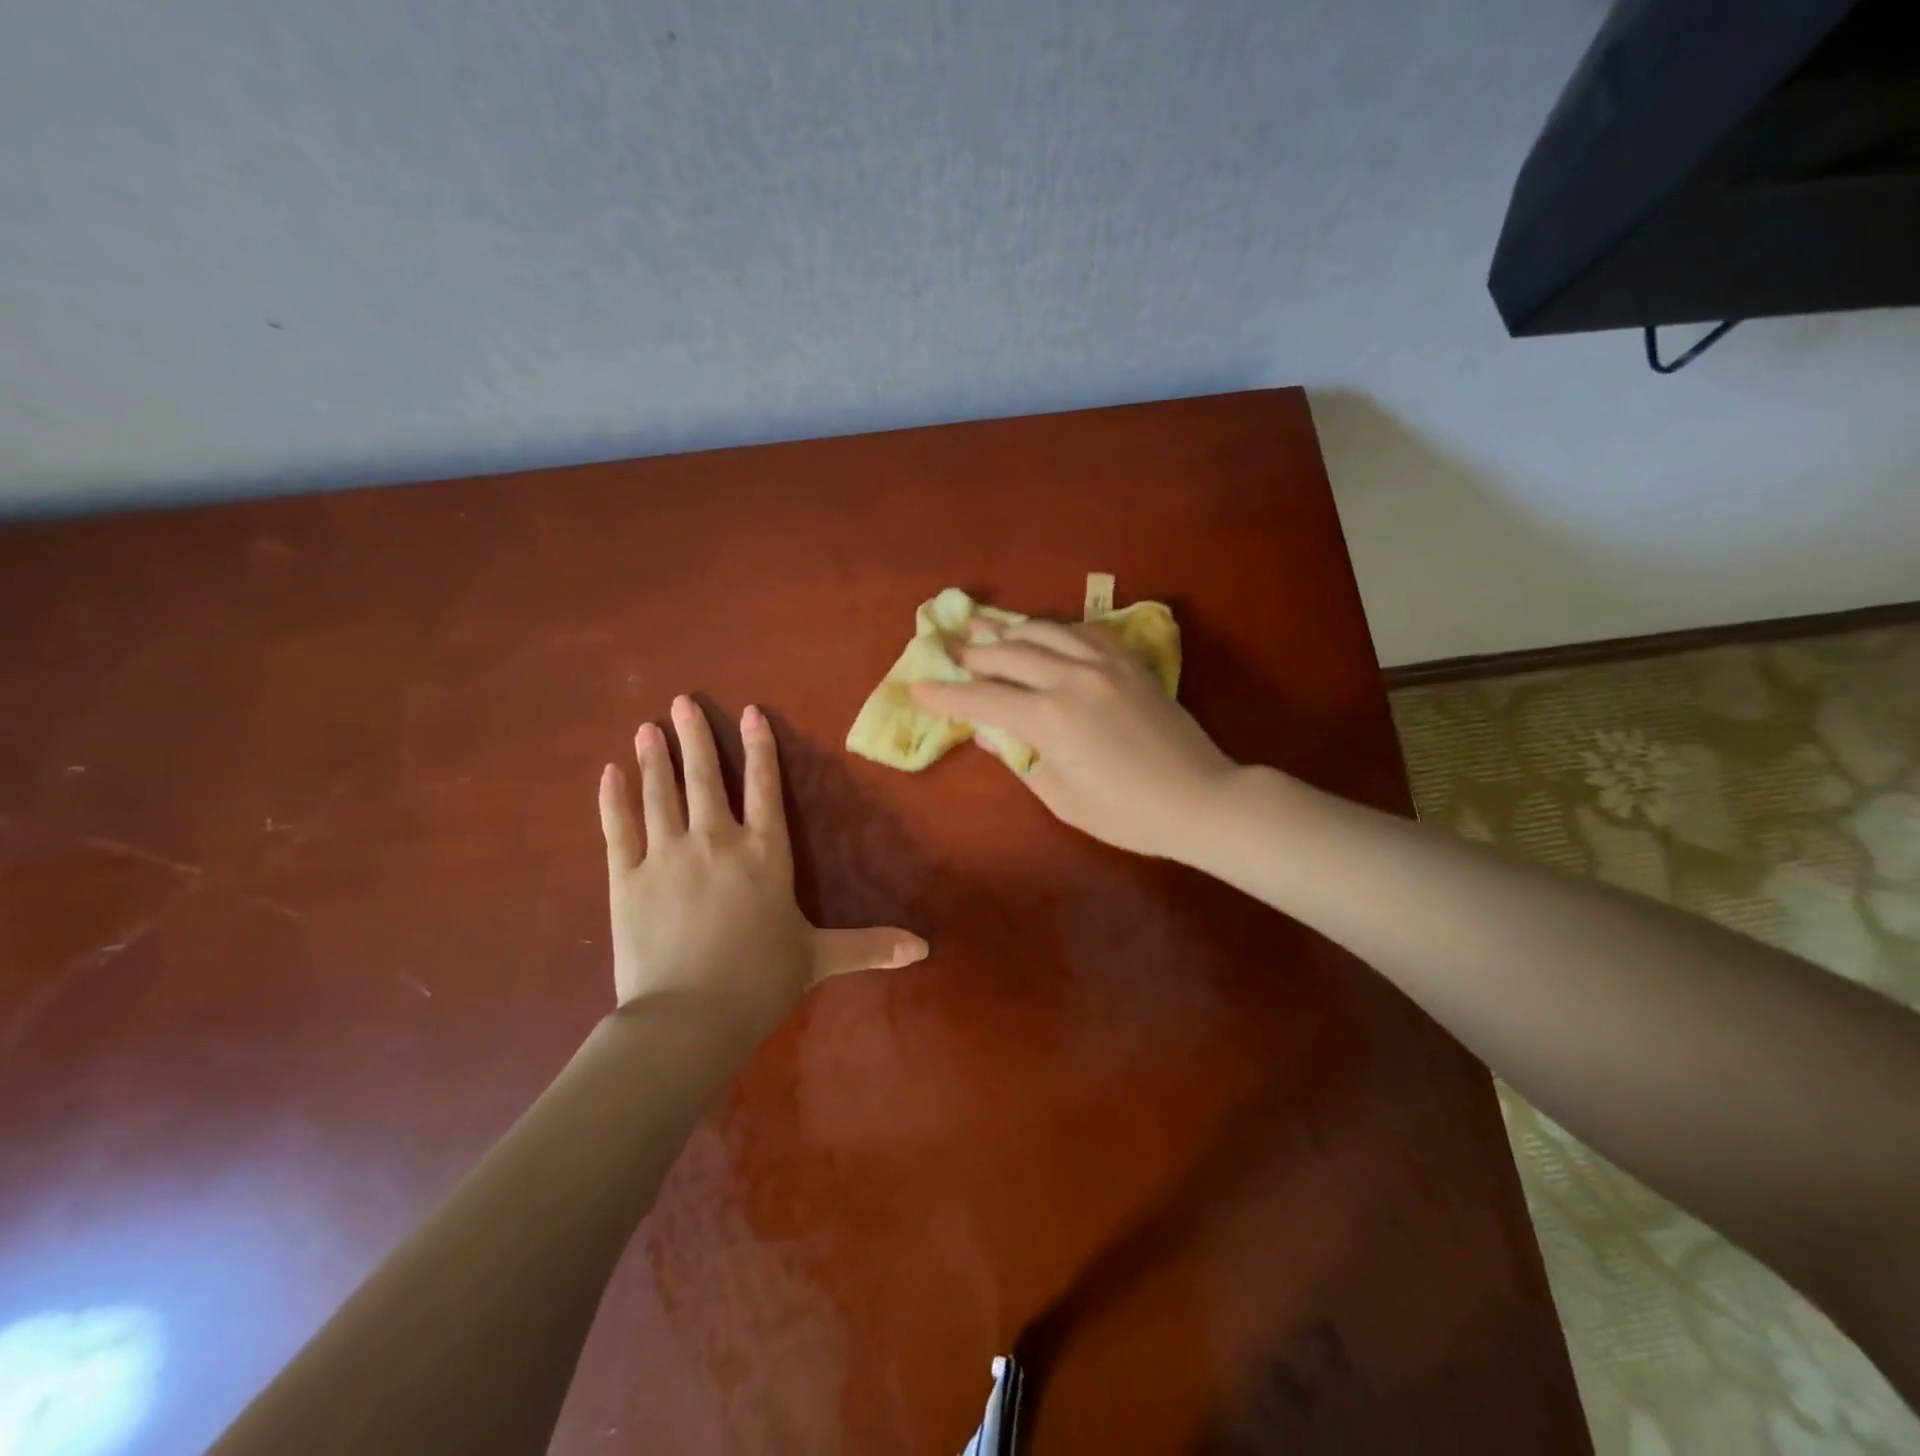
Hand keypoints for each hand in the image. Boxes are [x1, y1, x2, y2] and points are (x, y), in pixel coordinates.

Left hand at [598, 696, 928, 1033]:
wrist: (690, 1017)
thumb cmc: (761, 981)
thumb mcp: (820, 958)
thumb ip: (868, 945)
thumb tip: (923, 949)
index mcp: (764, 853)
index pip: (764, 787)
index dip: (760, 748)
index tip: (750, 713)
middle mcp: (715, 841)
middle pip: (705, 778)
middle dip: (695, 738)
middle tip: (681, 702)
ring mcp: (665, 855)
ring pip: (659, 794)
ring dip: (653, 759)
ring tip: (646, 728)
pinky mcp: (625, 879)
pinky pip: (617, 829)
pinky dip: (613, 800)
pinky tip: (608, 774)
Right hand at [908, 620, 1238, 860]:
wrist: (1199, 798)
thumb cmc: (1126, 814)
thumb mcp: (1061, 797)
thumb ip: (1021, 758)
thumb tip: (989, 733)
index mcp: (1049, 719)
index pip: (983, 700)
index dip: (946, 695)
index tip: (917, 686)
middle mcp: (1071, 679)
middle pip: (1009, 653)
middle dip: (973, 650)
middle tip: (947, 645)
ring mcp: (1104, 664)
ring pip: (1045, 631)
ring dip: (1010, 628)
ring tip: (984, 626)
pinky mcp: (1129, 662)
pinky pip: (1083, 632)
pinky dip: (1055, 628)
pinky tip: (1044, 632)